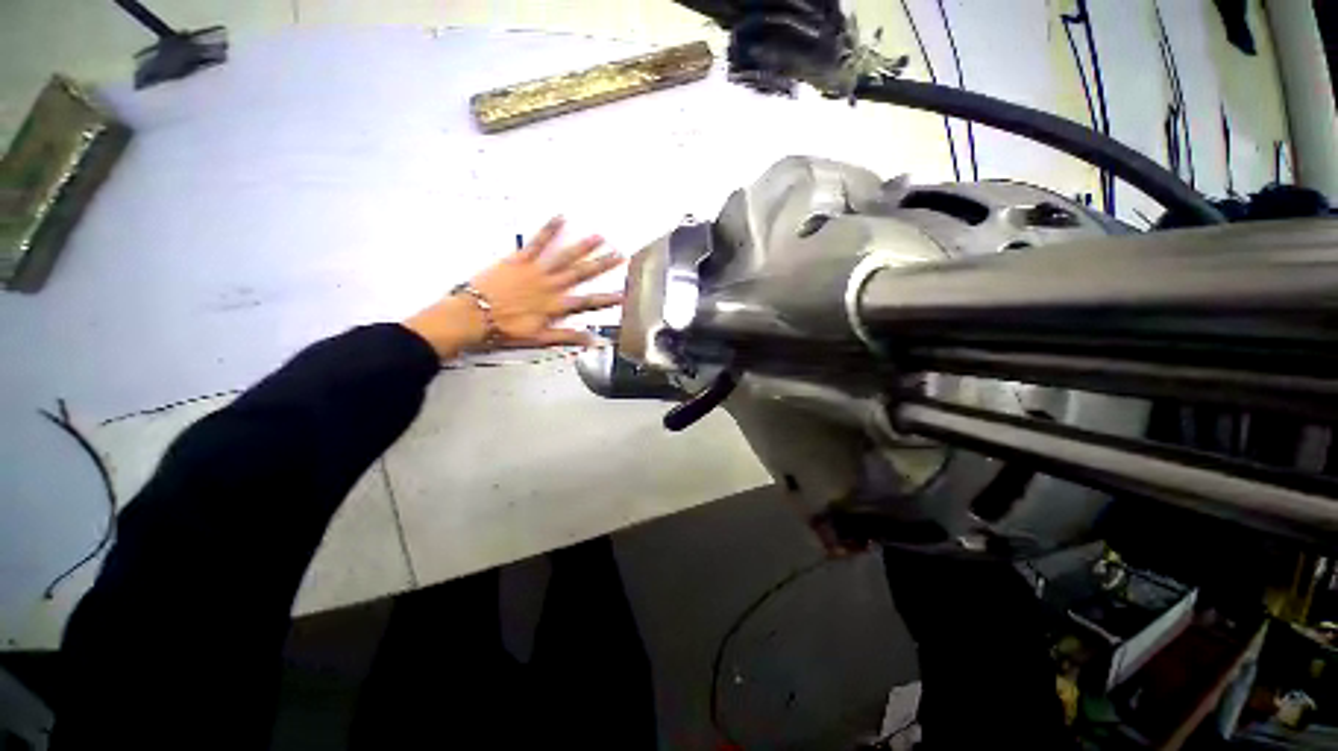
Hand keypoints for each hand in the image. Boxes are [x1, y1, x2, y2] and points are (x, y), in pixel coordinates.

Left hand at [404, 217, 624, 357]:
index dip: (607, 299)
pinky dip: (549, 229)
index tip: (623, 294)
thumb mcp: (539, 339)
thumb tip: (591, 340)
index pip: (588, 302)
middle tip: (619, 255)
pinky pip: (537, 242)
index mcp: (556, 306)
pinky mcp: (520, 259)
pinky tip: (560, 218)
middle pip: (582, 274)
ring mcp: (536, 271)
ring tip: (599, 237)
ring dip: (583, 246)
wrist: (473, 316)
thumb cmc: (505, 329)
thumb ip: (567, 336)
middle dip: (602, 265)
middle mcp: (551, 286)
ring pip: (565, 257)